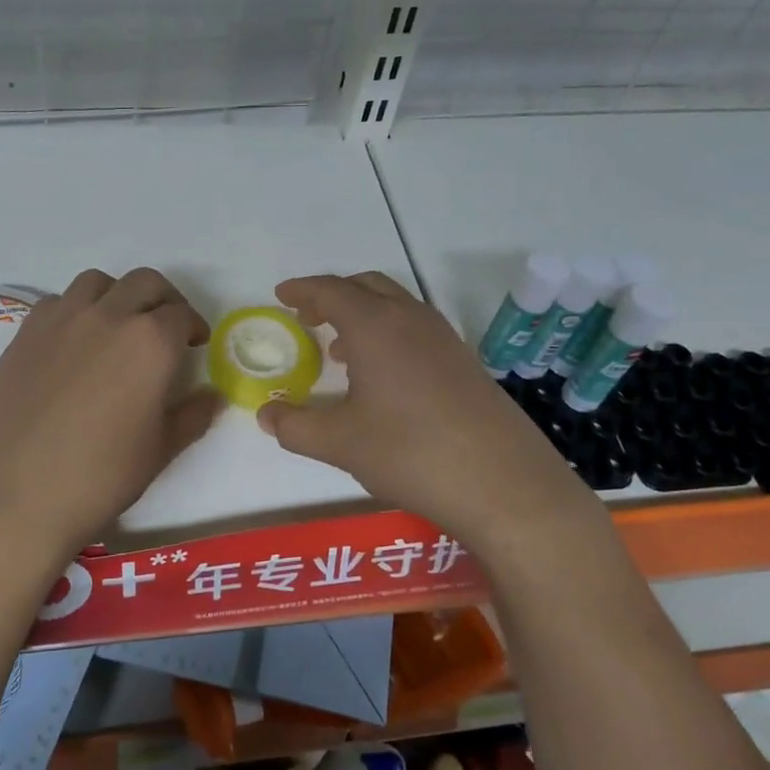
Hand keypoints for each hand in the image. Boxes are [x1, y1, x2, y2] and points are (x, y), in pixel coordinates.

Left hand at [0, 268, 221, 575]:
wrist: (17, 497)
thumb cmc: (100, 477)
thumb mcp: (161, 450)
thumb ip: (193, 415)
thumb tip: (213, 396)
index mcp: (150, 342)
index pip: (182, 314)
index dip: (194, 327)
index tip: (194, 344)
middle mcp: (108, 316)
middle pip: (145, 283)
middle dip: (164, 300)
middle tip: (166, 329)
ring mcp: (61, 320)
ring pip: (98, 282)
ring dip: (118, 295)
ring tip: (119, 327)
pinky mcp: (25, 334)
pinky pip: (57, 302)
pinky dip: (75, 309)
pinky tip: (74, 343)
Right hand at [257, 273, 602, 546]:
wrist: (502, 482)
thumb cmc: (409, 452)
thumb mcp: (339, 443)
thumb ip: (295, 426)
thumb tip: (266, 414)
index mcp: (376, 326)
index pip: (332, 291)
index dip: (303, 289)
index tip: (281, 294)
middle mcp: (411, 320)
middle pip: (367, 286)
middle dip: (333, 295)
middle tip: (308, 316)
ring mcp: (444, 339)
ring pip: (396, 306)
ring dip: (363, 315)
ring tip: (340, 350)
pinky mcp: (465, 361)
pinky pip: (416, 329)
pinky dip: (389, 334)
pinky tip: (383, 377)